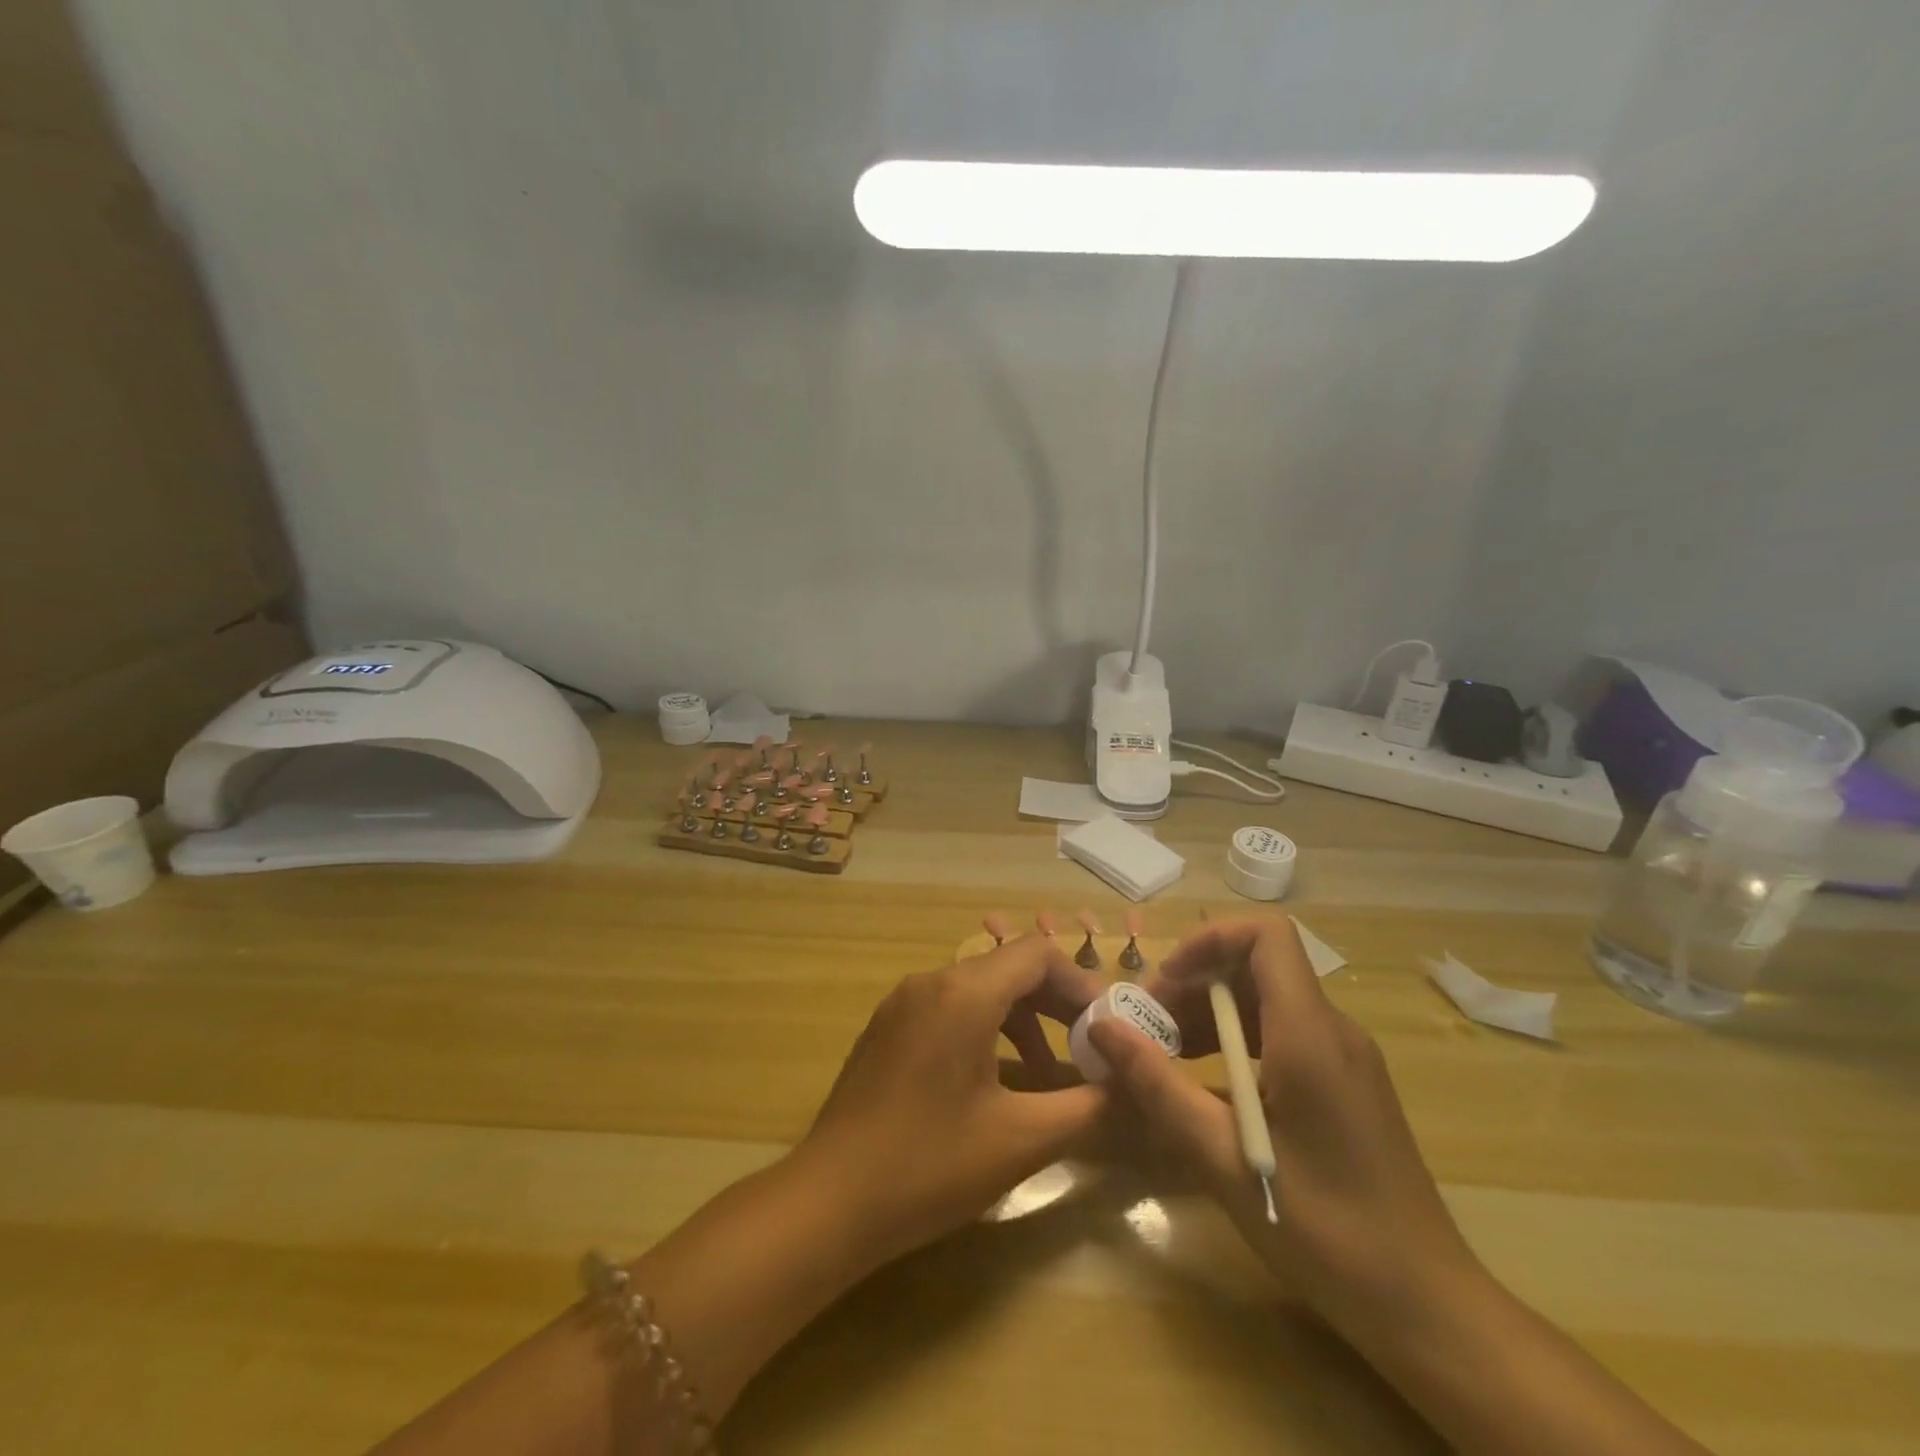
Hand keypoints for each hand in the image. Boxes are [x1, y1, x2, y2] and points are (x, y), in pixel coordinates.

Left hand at [795, 934, 1107, 1264]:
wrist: (829, 1201)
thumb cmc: (930, 1166)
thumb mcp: (1020, 1139)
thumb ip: (1084, 1106)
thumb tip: (1128, 1086)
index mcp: (963, 993)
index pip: (1037, 954)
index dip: (1080, 983)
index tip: (1106, 1027)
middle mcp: (931, 981)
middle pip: (1008, 967)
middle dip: (1055, 1002)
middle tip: (1090, 1046)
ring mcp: (902, 1002)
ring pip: (979, 989)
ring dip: (1022, 1019)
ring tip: (1048, 1073)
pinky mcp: (887, 1027)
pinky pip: (949, 1008)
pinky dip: (985, 1029)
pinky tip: (997, 1080)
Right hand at [1088, 916, 1484, 1346]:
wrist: (1428, 1309)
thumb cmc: (1326, 1230)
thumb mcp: (1223, 1157)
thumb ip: (1158, 1085)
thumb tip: (1102, 1026)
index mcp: (1309, 1033)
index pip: (1266, 934)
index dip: (1210, 939)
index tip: (1165, 980)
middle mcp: (1332, 1030)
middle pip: (1257, 967)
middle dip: (1195, 983)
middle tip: (1148, 1028)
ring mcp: (1344, 1058)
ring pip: (1267, 1001)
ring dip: (1210, 1015)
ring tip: (1164, 1056)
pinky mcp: (1345, 1085)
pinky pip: (1282, 1035)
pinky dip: (1236, 1043)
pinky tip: (1205, 1087)